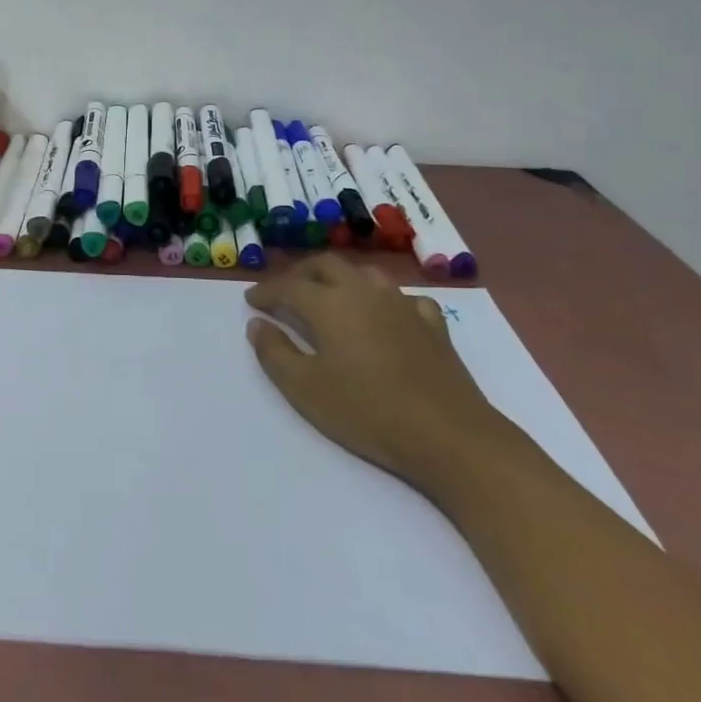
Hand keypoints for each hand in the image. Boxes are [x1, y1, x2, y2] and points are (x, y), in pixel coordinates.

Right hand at [245, 256, 504, 496]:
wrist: (449, 435)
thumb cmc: (367, 412)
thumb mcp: (305, 389)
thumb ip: (275, 352)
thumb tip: (257, 324)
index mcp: (329, 304)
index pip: (289, 286)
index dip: (267, 291)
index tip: (252, 301)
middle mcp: (364, 292)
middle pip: (326, 265)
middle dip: (300, 274)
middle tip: (285, 292)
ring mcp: (402, 305)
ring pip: (365, 274)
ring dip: (341, 279)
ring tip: (330, 298)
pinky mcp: (433, 324)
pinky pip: (404, 298)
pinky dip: (386, 301)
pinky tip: (386, 317)